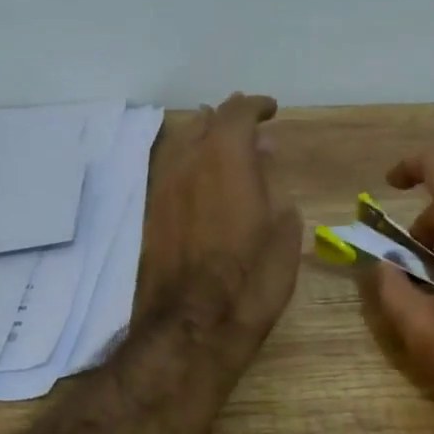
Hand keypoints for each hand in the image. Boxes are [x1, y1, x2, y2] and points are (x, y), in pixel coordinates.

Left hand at [136, 94, 302, 365]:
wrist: (191, 326)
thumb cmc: (251, 280)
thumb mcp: (283, 232)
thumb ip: (274, 186)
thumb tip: (265, 156)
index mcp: (227, 159)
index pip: (238, 113)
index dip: (256, 107)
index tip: (271, 110)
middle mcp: (188, 162)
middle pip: (205, 121)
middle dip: (228, 118)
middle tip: (249, 126)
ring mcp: (163, 186)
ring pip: (182, 142)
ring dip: (205, 136)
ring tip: (225, 146)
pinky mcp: (151, 212)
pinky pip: (171, 167)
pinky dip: (190, 160)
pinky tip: (203, 177)